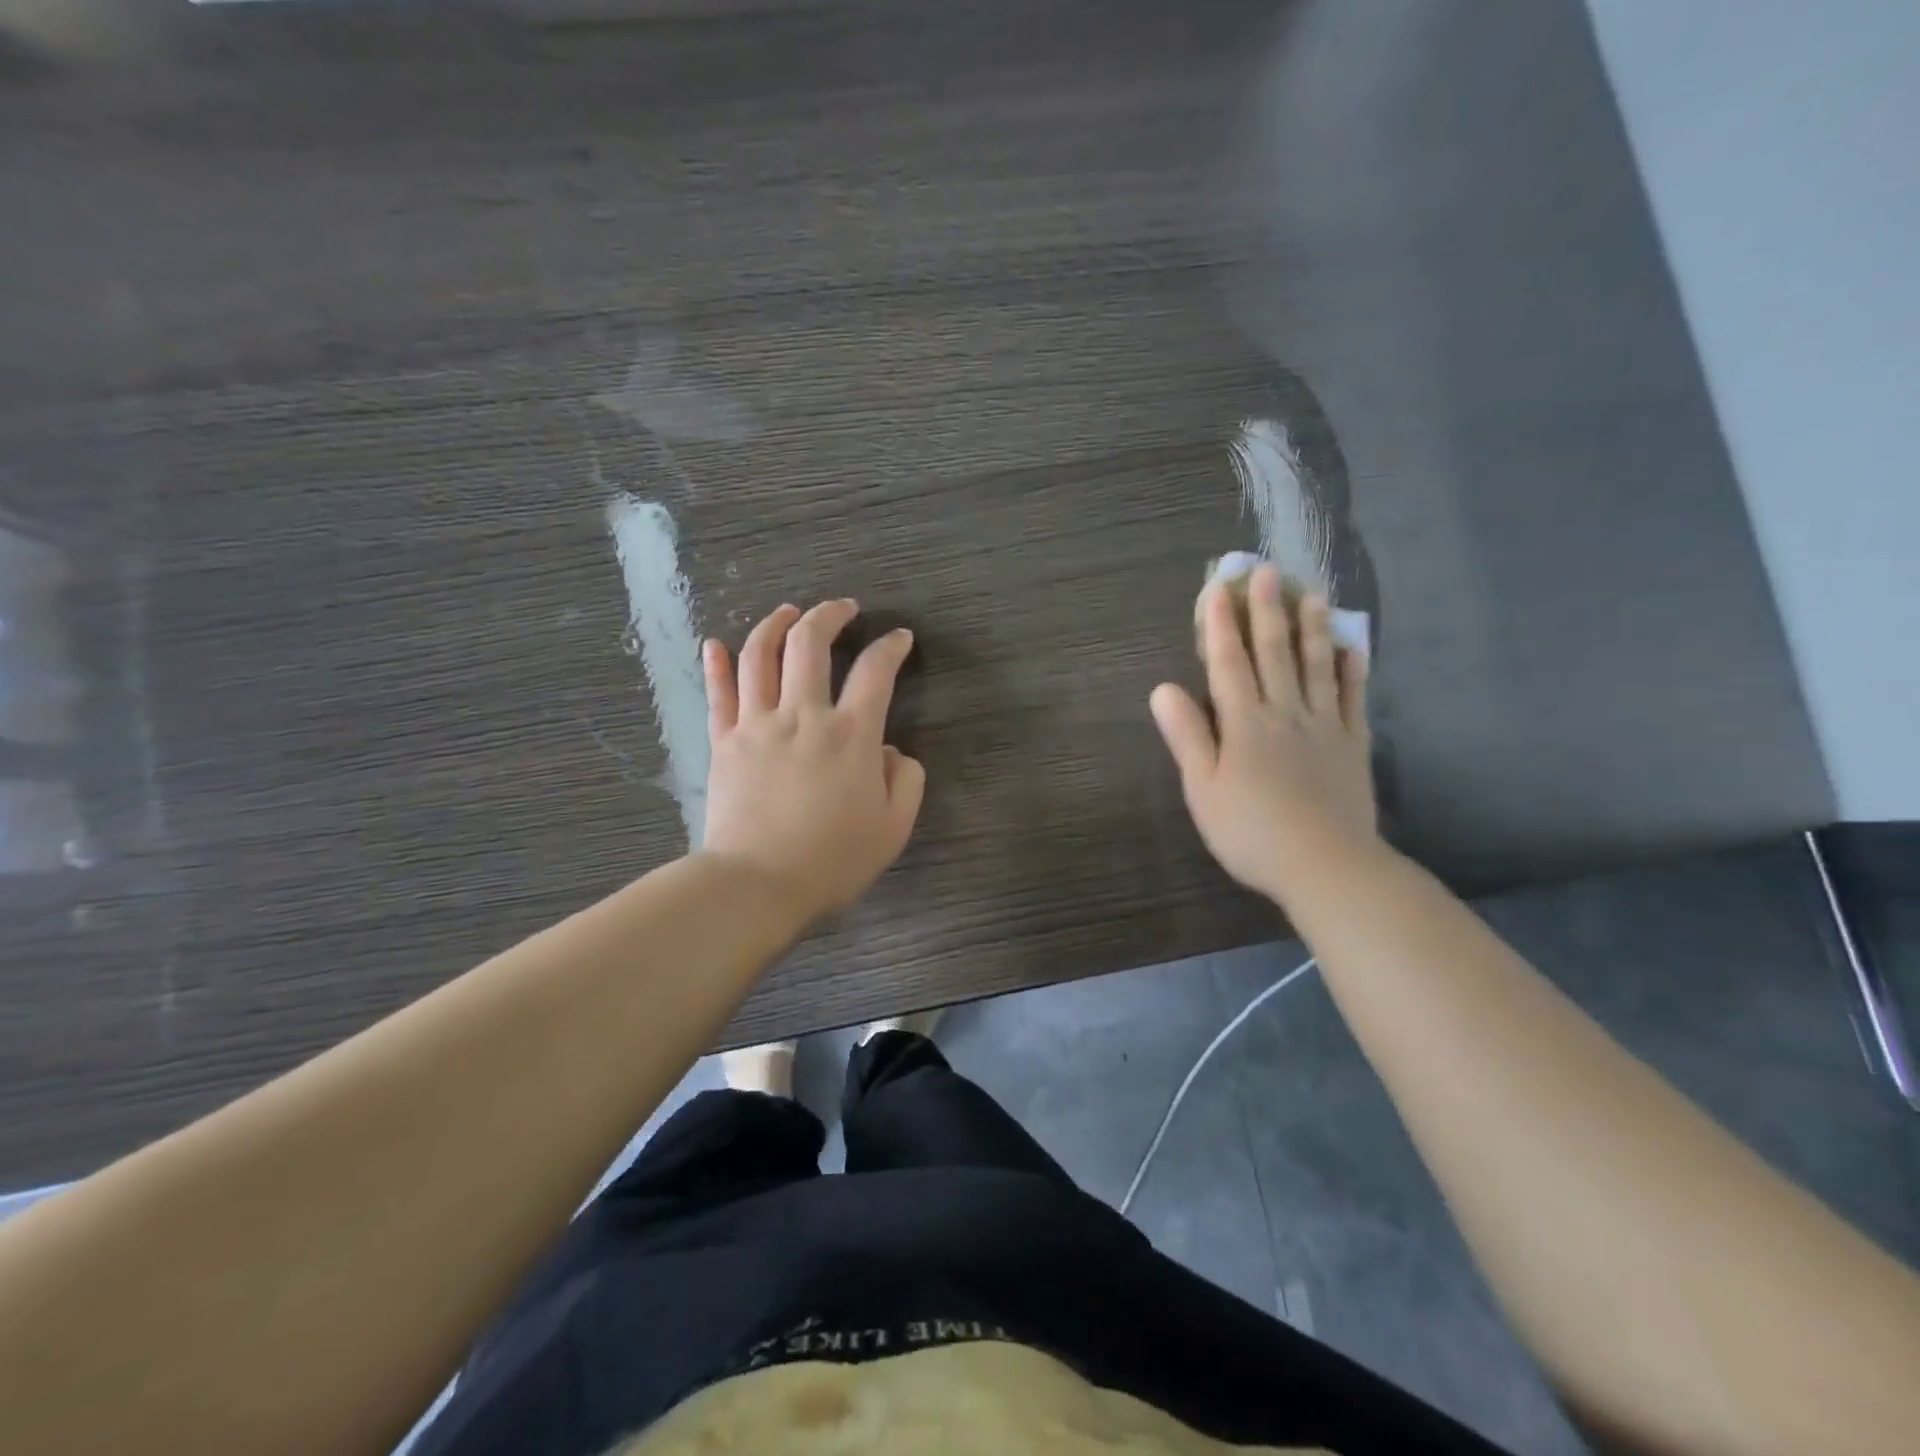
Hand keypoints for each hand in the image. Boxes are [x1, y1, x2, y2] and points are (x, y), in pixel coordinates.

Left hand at [700, 599, 924, 919]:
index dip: (891, 646)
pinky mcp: (724, 741)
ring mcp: (757, 724)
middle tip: (843, 607)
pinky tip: (716, 643)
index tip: (899, 638)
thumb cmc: (832, 859)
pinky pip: (718, 692)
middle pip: (810, 643)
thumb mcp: (894, 827)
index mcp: (851, 735)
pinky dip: (716, 663)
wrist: (758, 884)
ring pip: (759, 654)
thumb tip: (892, 752)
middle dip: (829, 614)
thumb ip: (906, 781)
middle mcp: (803, 715)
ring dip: (775, 624)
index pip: (875, 671)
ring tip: (788, 612)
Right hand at [1149, 563, 1377, 903]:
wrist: (1326, 866)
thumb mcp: (1203, 789)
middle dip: (1266, 611)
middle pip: (1274, 653)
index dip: (1219, 625)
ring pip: (1316, 666)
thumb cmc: (1251, 831)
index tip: (1217, 589)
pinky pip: (1353, 697)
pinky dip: (1352, 669)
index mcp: (1244, 723)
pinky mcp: (1353, 744)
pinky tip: (1352, 648)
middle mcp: (1285, 712)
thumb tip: (1163, 689)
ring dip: (1312, 628)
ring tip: (1312, 595)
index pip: (1228, 663)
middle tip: (1267, 571)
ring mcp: (1324, 726)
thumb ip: (1186, 736)